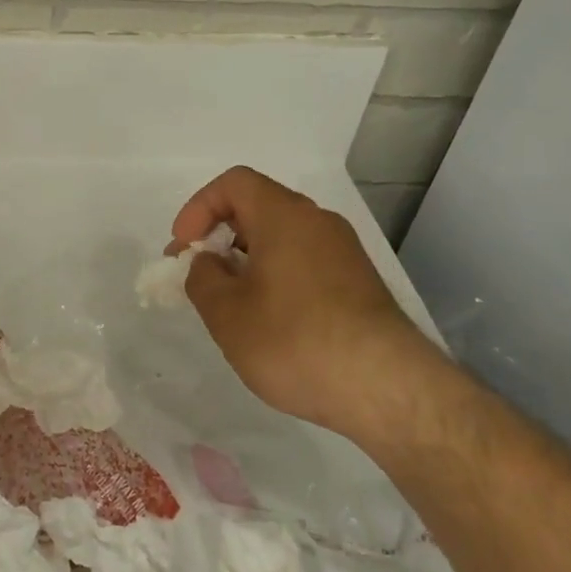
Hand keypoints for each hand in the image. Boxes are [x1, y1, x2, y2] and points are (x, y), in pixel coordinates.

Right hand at [171, 166, 453, 447]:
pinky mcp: (358, 283)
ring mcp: (344, 253)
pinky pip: (304, 261)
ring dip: (246, 259)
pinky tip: (268, 319)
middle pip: (258, 208)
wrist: (385, 388)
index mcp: (285, 216)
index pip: (234, 183)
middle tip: (197, 274)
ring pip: (282, 238)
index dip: (199, 208)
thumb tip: (208, 263)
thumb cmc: (294, 341)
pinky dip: (275, 275)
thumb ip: (202, 277)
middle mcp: (318, 223)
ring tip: (229, 302)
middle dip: (219, 235)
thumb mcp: (226, 312)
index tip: (184, 248)